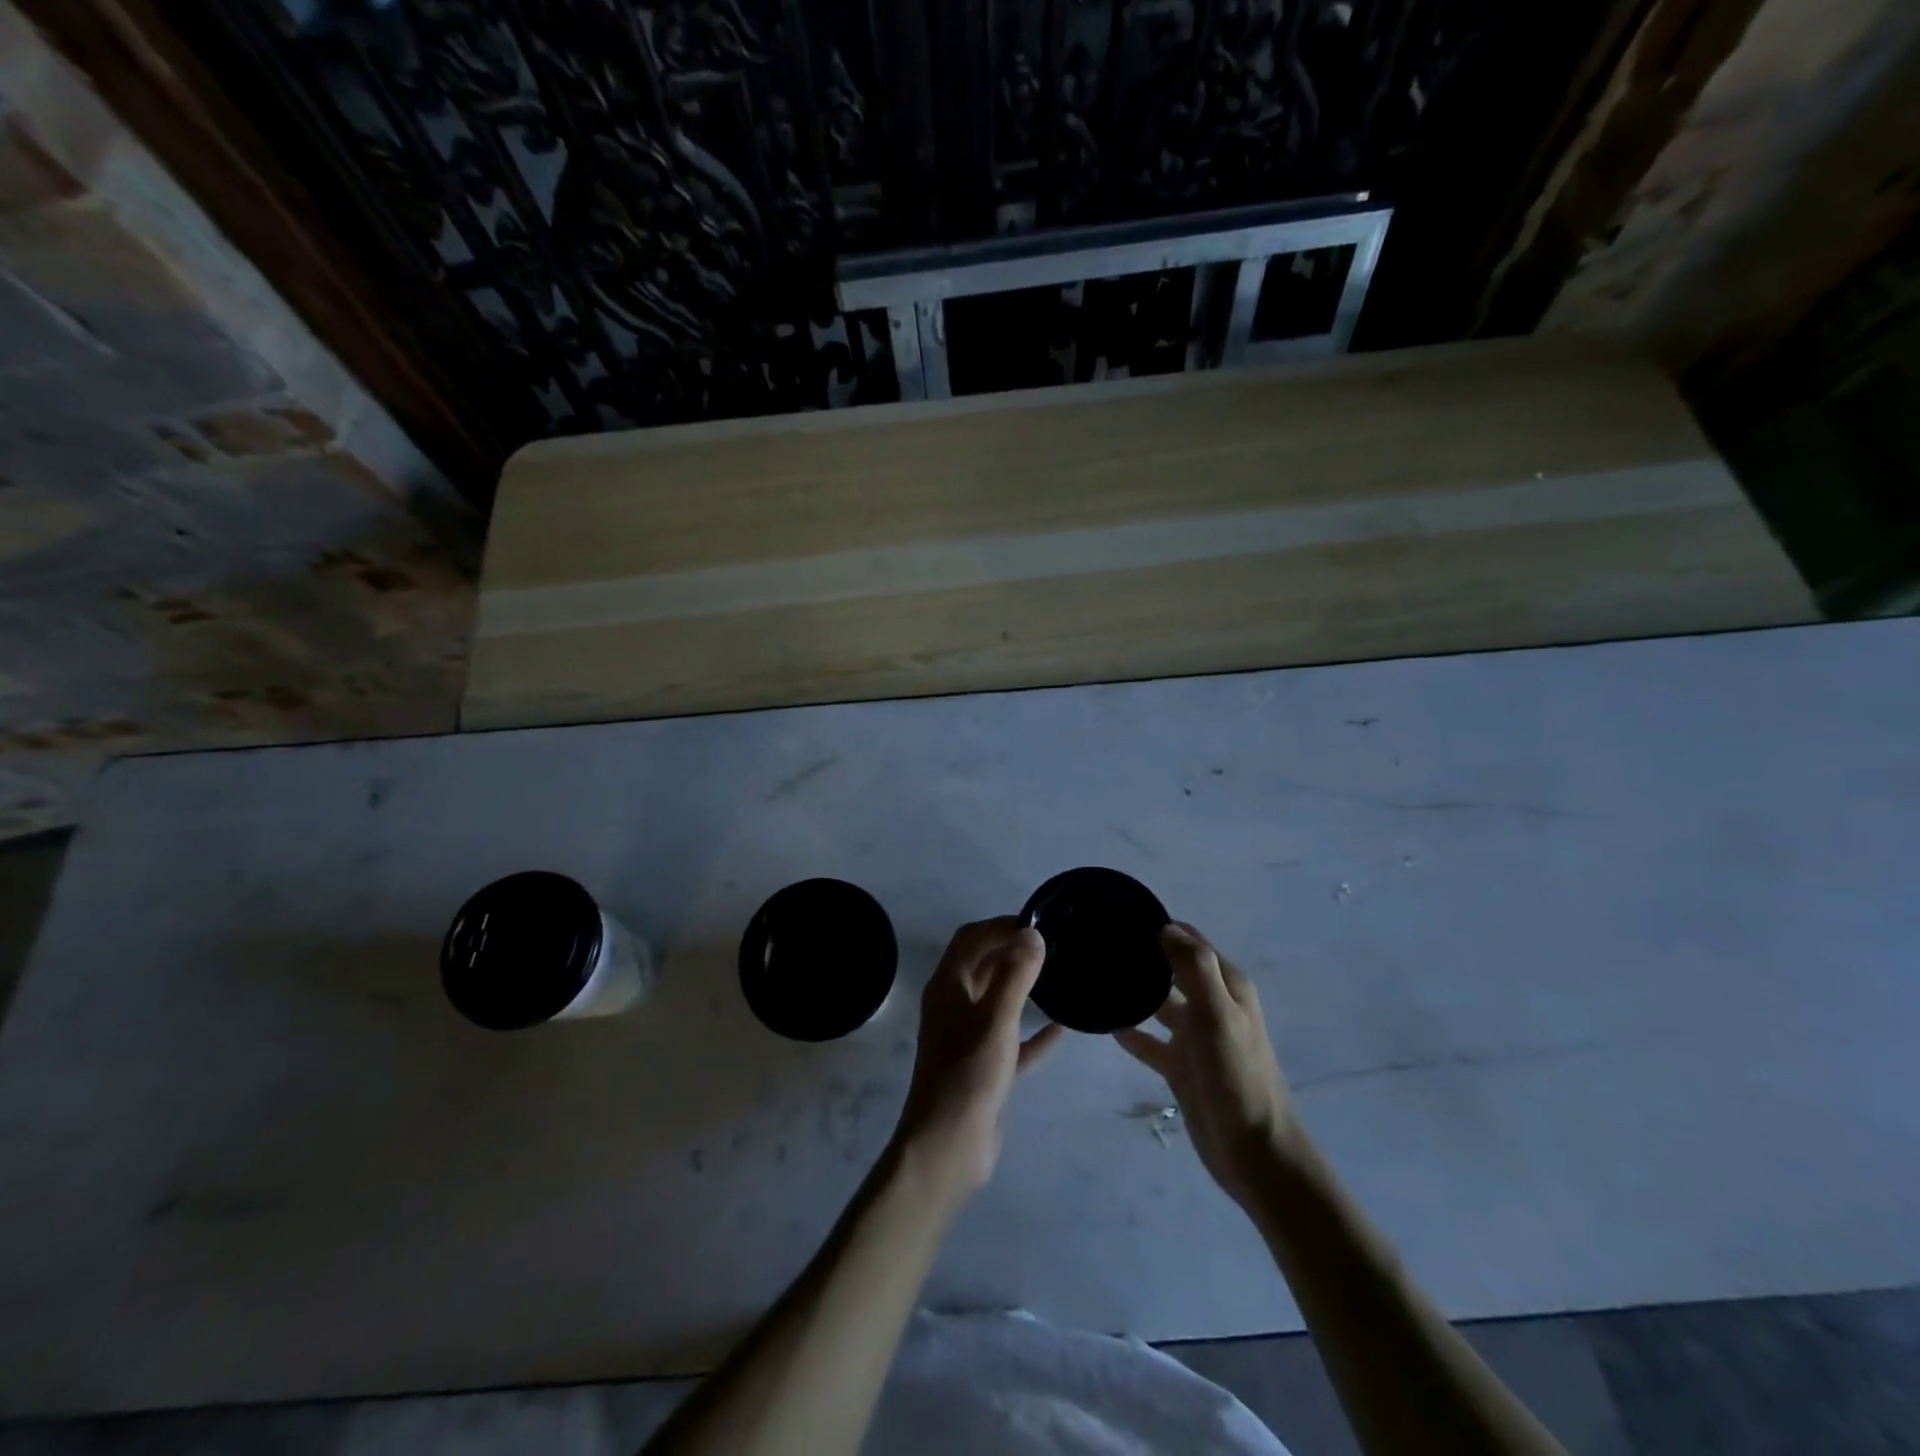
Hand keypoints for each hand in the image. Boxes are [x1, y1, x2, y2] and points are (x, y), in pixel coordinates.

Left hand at [891, 918, 1062, 1208]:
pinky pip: (1011, 1040)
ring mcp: (967, 1038)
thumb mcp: (996, 1019)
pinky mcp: (983, 1068)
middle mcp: (953, 1006)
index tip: (1037, 923)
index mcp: (947, 986)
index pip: (971, 939)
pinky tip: (1061, 1028)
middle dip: (1011, 951)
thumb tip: (1032, 933)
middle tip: (1052, 946)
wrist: (948, 1147)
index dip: (1000, 925)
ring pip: (996, 1001)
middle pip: (982, 965)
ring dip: (1021, 987)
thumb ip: (1015, 974)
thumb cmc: (969, 1074)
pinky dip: (1032, 1032)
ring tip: (1057, 976)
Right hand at [1115, 923, 1298, 1207]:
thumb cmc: (1237, 1075)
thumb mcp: (1218, 1014)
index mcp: (1226, 985)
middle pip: (1172, 969)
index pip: (1190, 941)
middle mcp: (1211, 1004)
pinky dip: (1131, 1031)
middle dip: (1142, 956)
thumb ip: (1194, 967)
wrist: (1254, 1151)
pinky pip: (1150, 1041)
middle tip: (1097, 945)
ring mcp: (1195, 1037)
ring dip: (1134, 992)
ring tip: (1095, 978)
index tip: (1119, 916)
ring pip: (1159, 1003)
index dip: (1160, 927)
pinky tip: (1104, 1024)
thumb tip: (1166, 927)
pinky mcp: (1181, 1066)